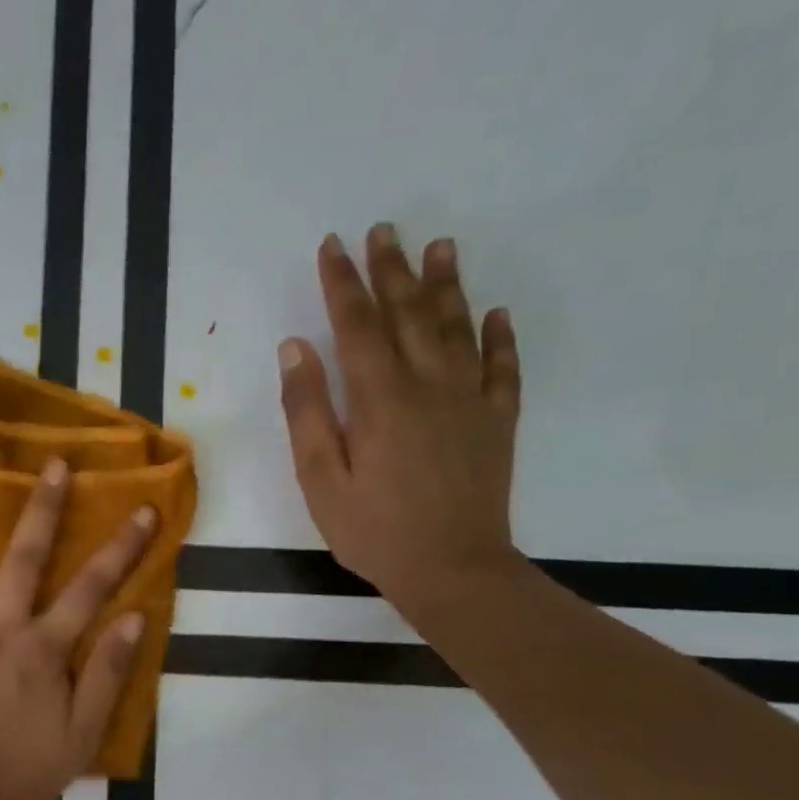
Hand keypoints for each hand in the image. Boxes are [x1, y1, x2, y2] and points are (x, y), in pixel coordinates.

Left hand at [0, 459, 154, 799]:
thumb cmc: (19, 774)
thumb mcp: (81, 735)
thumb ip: (107, 675)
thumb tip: (135, 618)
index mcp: (42, 647)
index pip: (92, 588)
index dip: (122, 549)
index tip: (143, 510)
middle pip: (23, 556)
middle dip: (42, 507)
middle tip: (50, 462)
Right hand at [277, 224, 523, 617]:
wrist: (453, 570)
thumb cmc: (372, 529)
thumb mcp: (318, 477)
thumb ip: (306, 410)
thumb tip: (295, 348)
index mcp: (379, 399)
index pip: (357, 325)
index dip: (343, 283)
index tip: (333, 246)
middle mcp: (429, 386)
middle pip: (409, 314)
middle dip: (392, 270)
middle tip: (385, 229)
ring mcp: (470, 401)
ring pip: (458, 328)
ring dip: (446, 285)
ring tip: (440, 247)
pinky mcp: (497, 422)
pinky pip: (503, 368)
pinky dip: (499, 337)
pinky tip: (495, 313)